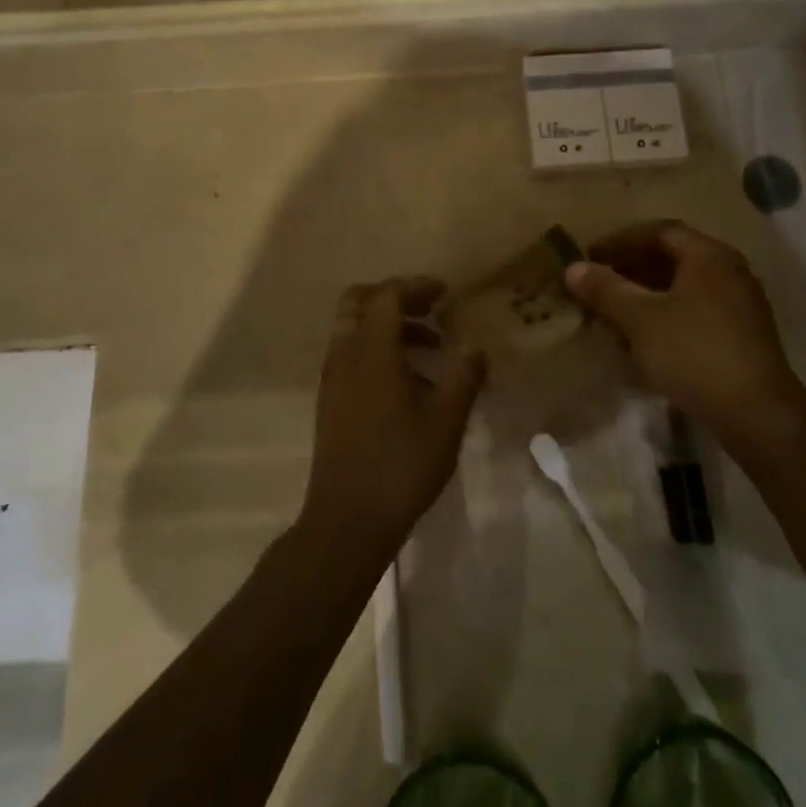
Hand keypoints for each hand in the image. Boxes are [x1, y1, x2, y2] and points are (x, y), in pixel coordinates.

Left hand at [299, 277, 485, 560]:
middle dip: (395, 298)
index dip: (416, 286)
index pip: (387, 295)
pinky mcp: (330, 400)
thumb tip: (476, 347)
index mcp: (371, 351)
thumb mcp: (446, 420)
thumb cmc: (401, 465)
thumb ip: (464, 376)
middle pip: (359, 301)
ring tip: (431, 347)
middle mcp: (345, 354)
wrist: (347, 520)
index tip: (446, 294)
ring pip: (353, 328)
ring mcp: (332, 378)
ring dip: (388, 325)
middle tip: (430, 310)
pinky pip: (351, 354)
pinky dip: (376, 348)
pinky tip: (409, 380)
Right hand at [564, 221, 805, 446]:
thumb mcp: (640, 319)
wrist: (757, 416)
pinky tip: (642, 343)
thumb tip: (573, 268)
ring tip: (612, 315)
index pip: (658, 231)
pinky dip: (664, 317)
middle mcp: (728, 271)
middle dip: (630, 270)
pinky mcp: (740, 336)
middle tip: (597, 285)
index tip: (590, 256)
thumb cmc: (693, 354)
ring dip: (645, 296)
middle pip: (672, 258)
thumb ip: (605, 289)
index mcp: (708, 256)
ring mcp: (738, 305)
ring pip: (682, 289)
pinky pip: (694, 312)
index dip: (620, 240)